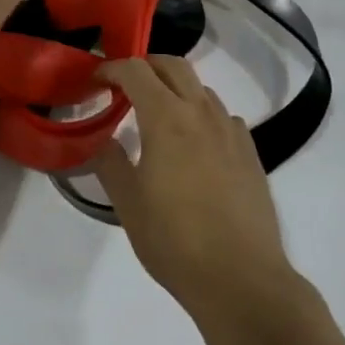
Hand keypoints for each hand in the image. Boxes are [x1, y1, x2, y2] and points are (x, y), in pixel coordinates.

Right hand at [93, 56, 294, 315]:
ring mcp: (231, 132)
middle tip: (123, 86)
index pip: (135, 71)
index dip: (110, 69)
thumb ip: (110, 162)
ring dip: (174, 88)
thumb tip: (102, 139)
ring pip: (201, 88)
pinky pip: (222, 115)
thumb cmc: (175, 240)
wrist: (242, 279)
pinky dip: (201, 114)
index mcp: (167, 119)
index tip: (94, 83)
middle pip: (174, 65)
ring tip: (156, 116)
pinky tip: (193, 144)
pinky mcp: (250, 153)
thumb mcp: (127, 203)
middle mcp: (202, 114)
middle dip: (145, 66)